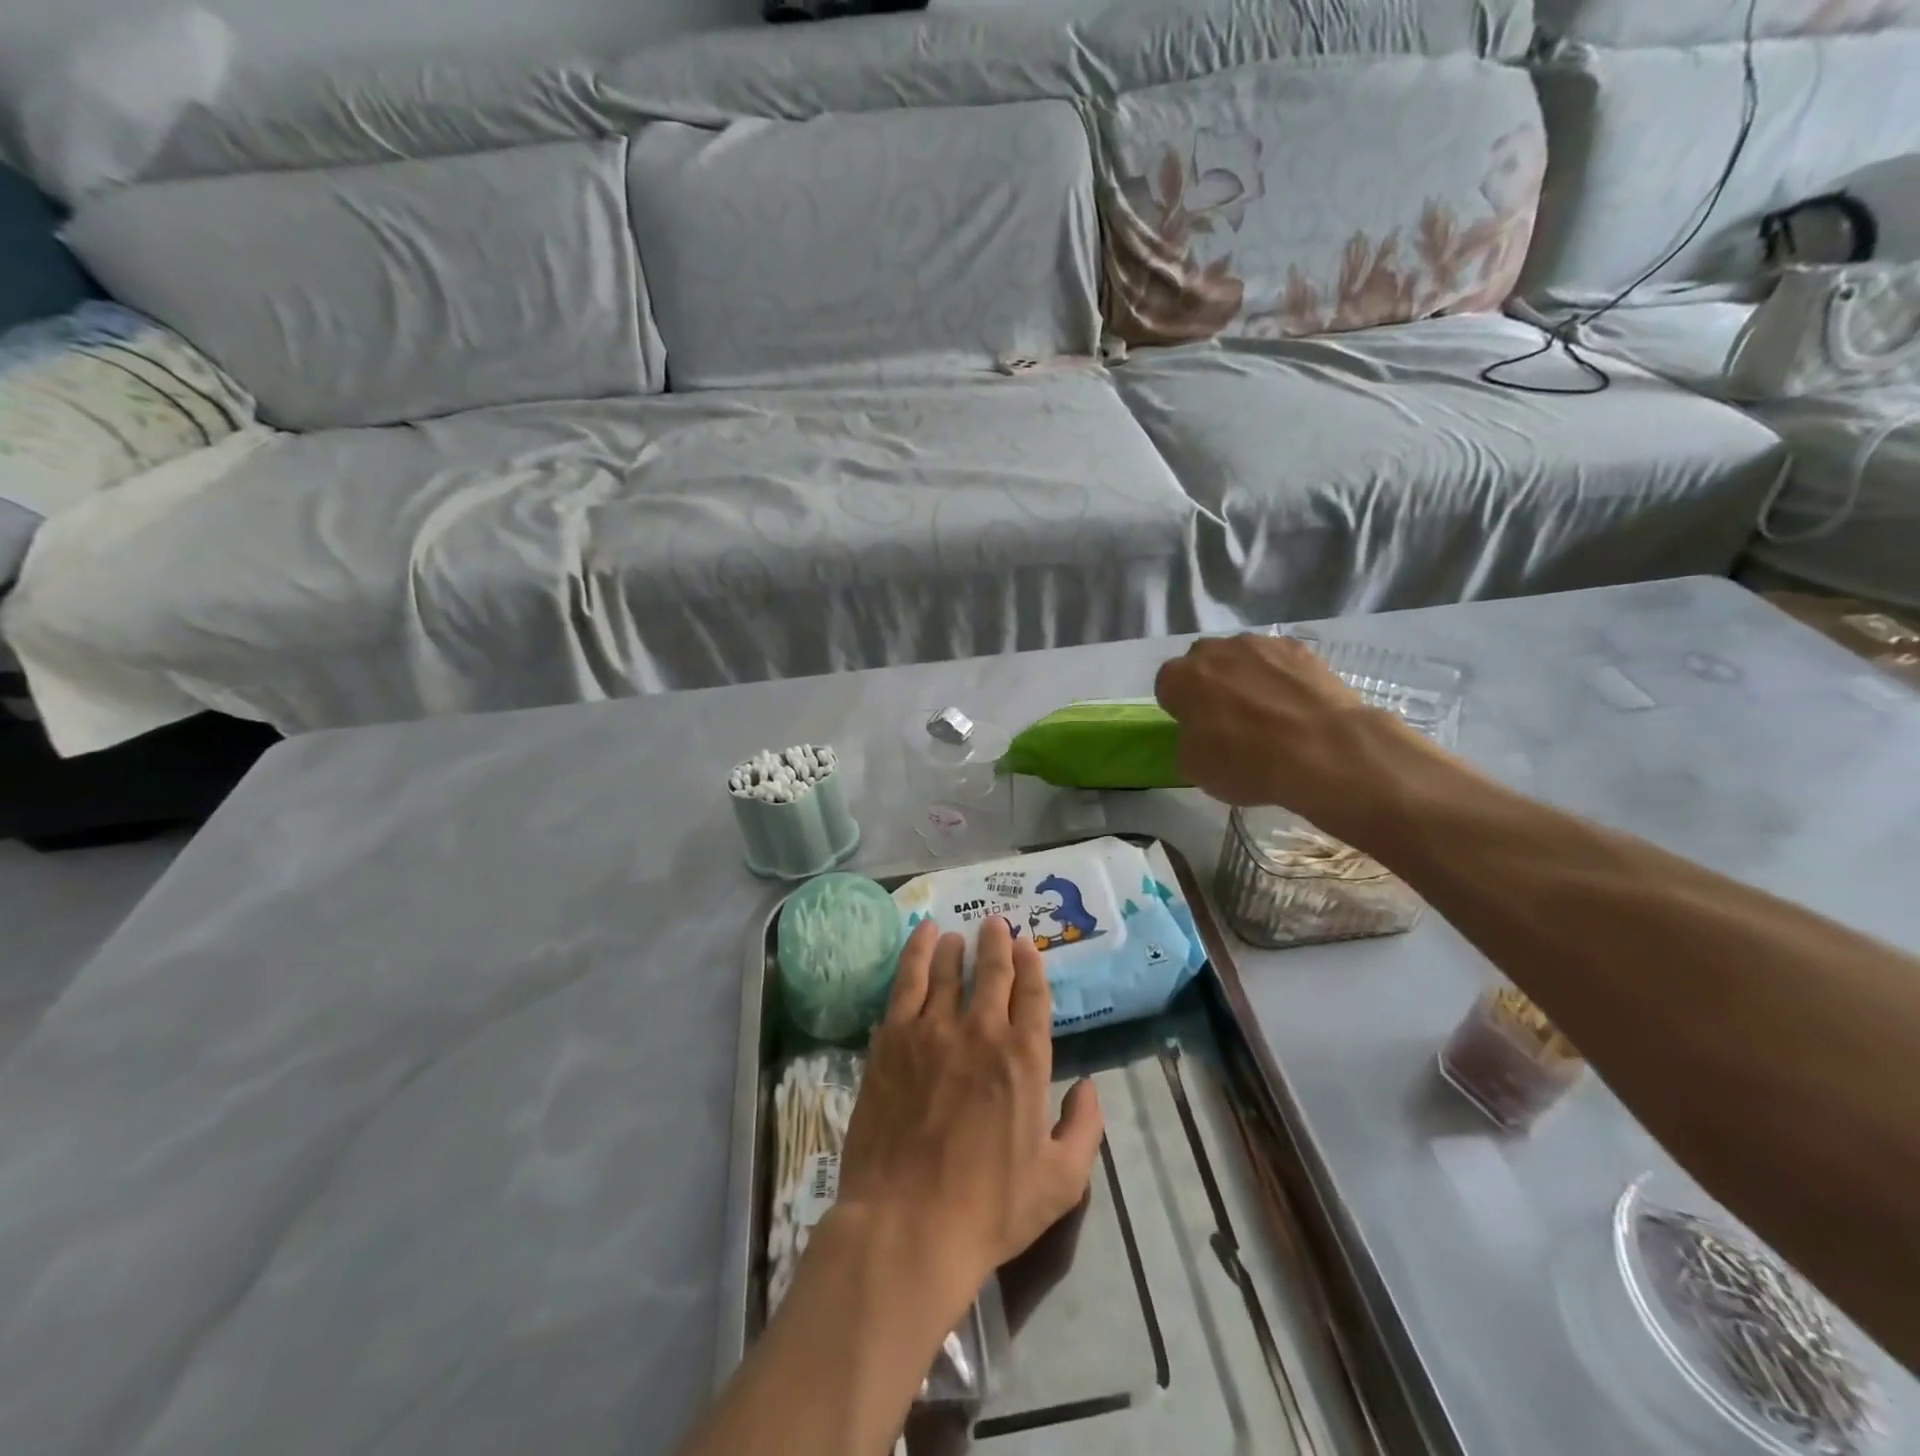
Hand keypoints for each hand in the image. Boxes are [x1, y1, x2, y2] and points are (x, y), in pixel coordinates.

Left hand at [834, 916, 1103, 1306]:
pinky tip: (922, 936)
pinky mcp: (892, 1038)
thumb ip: (1083, 1128)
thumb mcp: (1060, 1182)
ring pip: (949, 969)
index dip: (1030, 963)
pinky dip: (917, 952)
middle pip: (992, 971)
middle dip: (997, 942)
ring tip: (958, 935)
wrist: (908, 1225)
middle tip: (995, 923)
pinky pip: (908, 980)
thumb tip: (1089, 1087)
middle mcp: (981, 1031)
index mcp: (1025, 1058)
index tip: (1025, 945)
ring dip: (957, 947)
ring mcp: (932, 1030)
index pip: (1032, 992)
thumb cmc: (989, 1209)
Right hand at [1155, 633, 1435, 840]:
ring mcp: (1259, 644)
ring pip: (1241, 658)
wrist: (1324, 750)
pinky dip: (1280, 677)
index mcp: (1180, 678)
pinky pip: (1277, 661)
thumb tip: (1198, 734)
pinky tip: (1295, 706)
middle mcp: (1215, 650)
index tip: (1194, 729)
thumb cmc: (1247, 763)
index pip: (1166, 685)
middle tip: (1228, 720)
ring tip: (1267, 713)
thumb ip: (1186, 741)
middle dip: (1209, 685)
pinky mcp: (1299, 648)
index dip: (1179, 708)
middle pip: (1202, 663)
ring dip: (1245, 677)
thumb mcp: (1194, 769)